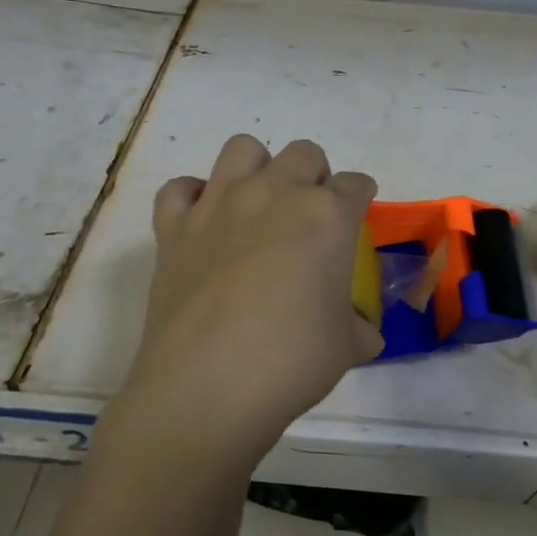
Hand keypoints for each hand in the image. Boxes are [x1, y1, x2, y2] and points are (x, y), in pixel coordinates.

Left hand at [108, 135, 382, 469]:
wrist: (206, 387)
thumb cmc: (290, 362)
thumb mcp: (346, 347)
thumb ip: (359, 326)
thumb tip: (362, 331)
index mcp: (327, 216)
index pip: (356, 184)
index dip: (360, 198)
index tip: (357, 215)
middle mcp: (274, 193)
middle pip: (304, 154)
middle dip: (314, 176)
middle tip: (310, 215)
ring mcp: (219, 204)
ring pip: (242, 149)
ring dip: (257, 168)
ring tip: (259, 203)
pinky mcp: (174, 226)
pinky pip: (180, 189)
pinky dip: (192, 198)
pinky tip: (203, 223)